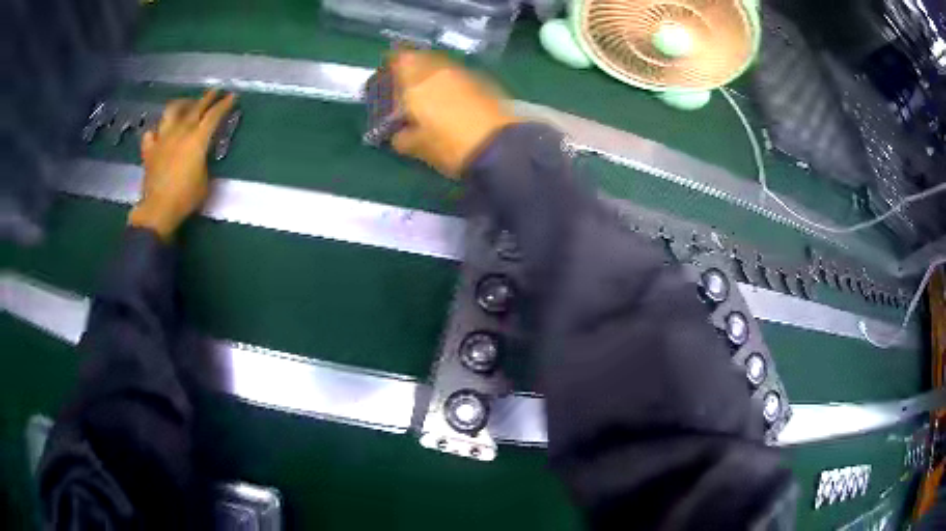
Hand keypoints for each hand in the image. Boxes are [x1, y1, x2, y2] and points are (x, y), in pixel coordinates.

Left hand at [128, 90, 236, 240]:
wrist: (158, 210)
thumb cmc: (186, 197)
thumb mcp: (205, 180)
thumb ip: (205, 161)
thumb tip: (202, 154)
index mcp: (197, 139)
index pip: (214, 115)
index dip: (224, 105)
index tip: (232, 96)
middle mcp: (180, 132)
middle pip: (195, 108)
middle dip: (207, 98)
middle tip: (215, 92)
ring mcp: (162, 139)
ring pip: (171, 112)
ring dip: (180, 105)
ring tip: (186, 105)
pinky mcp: (149, 151)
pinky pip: (150, 134)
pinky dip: (155, 131)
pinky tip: (159, 133)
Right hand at [389, 51, 519, 178]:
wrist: (499, 147)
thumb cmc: (449, 146)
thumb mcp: (417, 147)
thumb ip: (401, 136)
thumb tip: (398, 133)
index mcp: (416, 82)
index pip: (398, 60)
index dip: (390, 67)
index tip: (386, 79)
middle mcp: (439, 70)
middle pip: (420, 57)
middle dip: (411, 68)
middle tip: (406, 86)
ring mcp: (463, 73)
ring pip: (440, 65)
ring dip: (431, 74)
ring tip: (428, 93)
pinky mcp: (483, 81)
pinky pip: (458, 74)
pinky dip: (449, 81)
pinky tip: (451, 98)